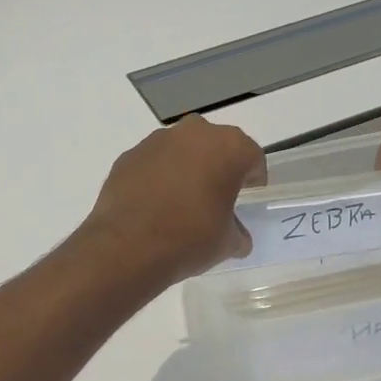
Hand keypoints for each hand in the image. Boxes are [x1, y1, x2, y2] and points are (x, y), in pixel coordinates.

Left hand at [81, 116, 267, 284]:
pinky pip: (153, 162)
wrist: (127, 247)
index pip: (252, 157)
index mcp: (229, 147)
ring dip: (186, 168)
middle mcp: (194, 133)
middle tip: (215, 197)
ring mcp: (157, 140)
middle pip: (216, 145)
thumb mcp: (227, 243)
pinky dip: (158, 176)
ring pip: (182, 149)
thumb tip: (236, 236)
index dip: (253, 180)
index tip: (247, 198)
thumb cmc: (190, 239)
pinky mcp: (129, 155)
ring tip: (181, 201)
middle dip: (218, 167)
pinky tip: (153, 204)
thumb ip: (237, 232)